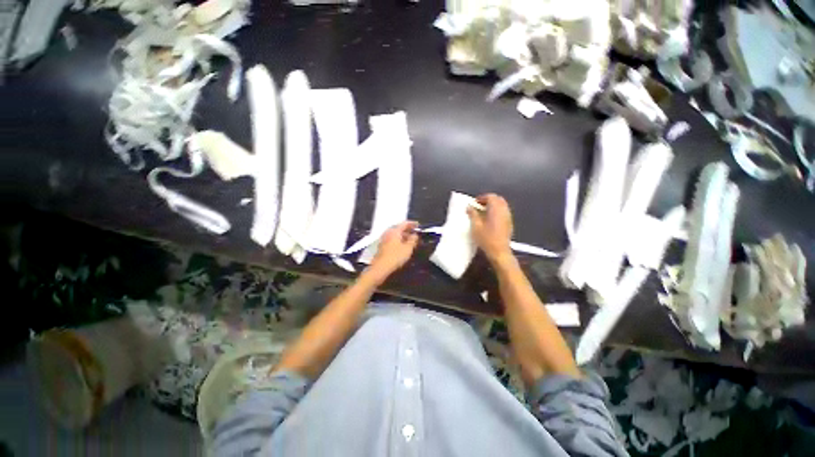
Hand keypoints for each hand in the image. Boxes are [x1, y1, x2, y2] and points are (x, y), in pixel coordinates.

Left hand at [368, 221, 419, 278]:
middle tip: (414, 233)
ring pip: (395, 234)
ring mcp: (384, 239)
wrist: (380, 267)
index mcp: (394, 231)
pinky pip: (392, 239)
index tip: (418, 225)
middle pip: (399, 228)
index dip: (412, 224)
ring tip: (410, 240)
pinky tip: (402, 245)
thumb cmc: (395, 256)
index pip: (404, 223)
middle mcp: (388, 232)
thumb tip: (415, 235)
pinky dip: (398, 240)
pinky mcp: (382, 246)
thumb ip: (413, 240)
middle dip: (407, 230)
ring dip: (403, 235)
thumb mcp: (408, 248)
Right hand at [467, 194, 513, 263]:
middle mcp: (504, 211)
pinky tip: (489, 219)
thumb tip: (469, 207)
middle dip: (488, 200)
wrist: (499, 252)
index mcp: (496, 209)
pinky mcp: (509, 223)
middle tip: (478, 206)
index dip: (481, 198)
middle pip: (498, 199)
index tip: (474, 203)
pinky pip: (503, 212)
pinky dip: (496, 211)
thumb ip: (472, 214)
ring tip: (483, 212)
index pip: (491, 196)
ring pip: (501, 205)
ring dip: (493, 206)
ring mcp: (508, 217)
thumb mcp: (475, 226)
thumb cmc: (486, 239)